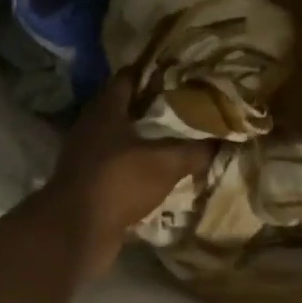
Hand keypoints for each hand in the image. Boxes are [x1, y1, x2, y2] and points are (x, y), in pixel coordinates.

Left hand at [38, 74, 213, 281]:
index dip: (154, 73)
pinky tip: (161, 174)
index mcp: (106, 108)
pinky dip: (137, 168)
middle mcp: (91, 126)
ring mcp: (86, 155)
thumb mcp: (166, 162)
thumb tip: (225, 139)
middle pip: (125, 109)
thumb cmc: (119, 180)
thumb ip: (195, 149)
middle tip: (188, 109)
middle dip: (154, 109)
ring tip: (179, 142)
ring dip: (146, 141)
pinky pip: (118, 168)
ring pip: (121, 140)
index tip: (182, 74)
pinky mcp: (88, 183)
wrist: (77, 229)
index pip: (130, 76)